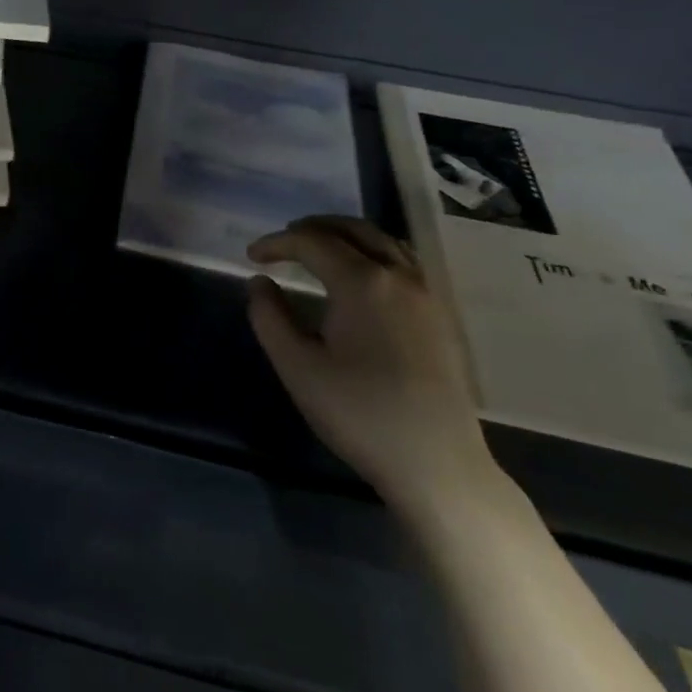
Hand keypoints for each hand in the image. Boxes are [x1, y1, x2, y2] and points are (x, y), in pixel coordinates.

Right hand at [246, 216, 499, 513]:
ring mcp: (427, 295)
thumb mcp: (297, 366)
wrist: (436, 464)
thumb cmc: (359, 412)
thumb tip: (260, 283)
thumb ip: (269, 317)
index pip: (312, 242)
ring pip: (384, 242)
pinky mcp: (440, 317)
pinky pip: (403, 262)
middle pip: (353, 230)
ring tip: (318, 250)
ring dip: (346, 236)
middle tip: (283, 241)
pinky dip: (373, 252)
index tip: (251, 257)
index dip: (277, 243)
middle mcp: (399, 276)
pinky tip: (360, 277)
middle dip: (312, 228)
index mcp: (362, 282)